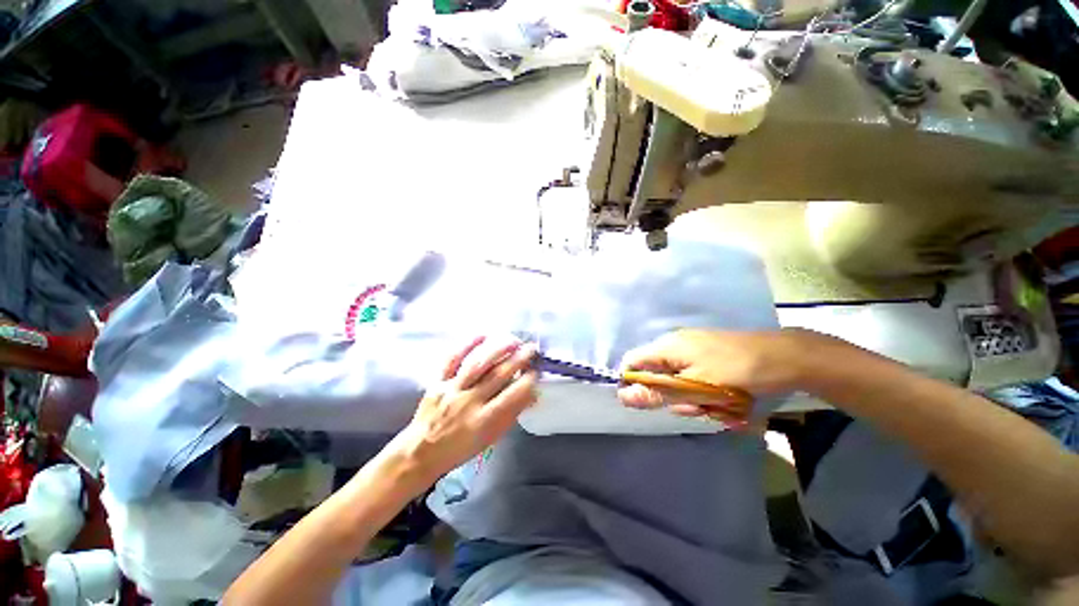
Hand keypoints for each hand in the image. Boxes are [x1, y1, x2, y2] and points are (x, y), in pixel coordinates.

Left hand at [391, 336, 537, 481]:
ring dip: (499, 349)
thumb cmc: (461, 448)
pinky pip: (452, 359)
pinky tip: (482, 335)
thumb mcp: (491, 438)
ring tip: (514, 340)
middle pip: (499, 374)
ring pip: (479, 363)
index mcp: (485, 420)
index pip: (513, 394)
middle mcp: (470, 401)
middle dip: (519, 359)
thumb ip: (511, 414)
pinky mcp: (438, 381)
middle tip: (532, 349)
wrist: (421, 452)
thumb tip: (532, 393)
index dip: (529, 380)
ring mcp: (452, 388)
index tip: (537, 370)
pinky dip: (467, 345)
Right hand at [617, 328, 817, 419]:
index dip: (631, 382)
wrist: (784, 357)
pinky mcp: (707, 353)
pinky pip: (692, 374)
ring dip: (690, 395)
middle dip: (670, 394)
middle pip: (655, 373)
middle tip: (695, 406)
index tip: (646, 403)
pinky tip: (723, 398)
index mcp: (666, 346)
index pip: (631, 362)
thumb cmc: (735, 372)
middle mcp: (674, 343)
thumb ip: (657, 392)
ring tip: (717, 404)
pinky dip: (702, 389)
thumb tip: (623, 396)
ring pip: (676, 377)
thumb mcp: (694, 388)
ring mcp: (692, 347)